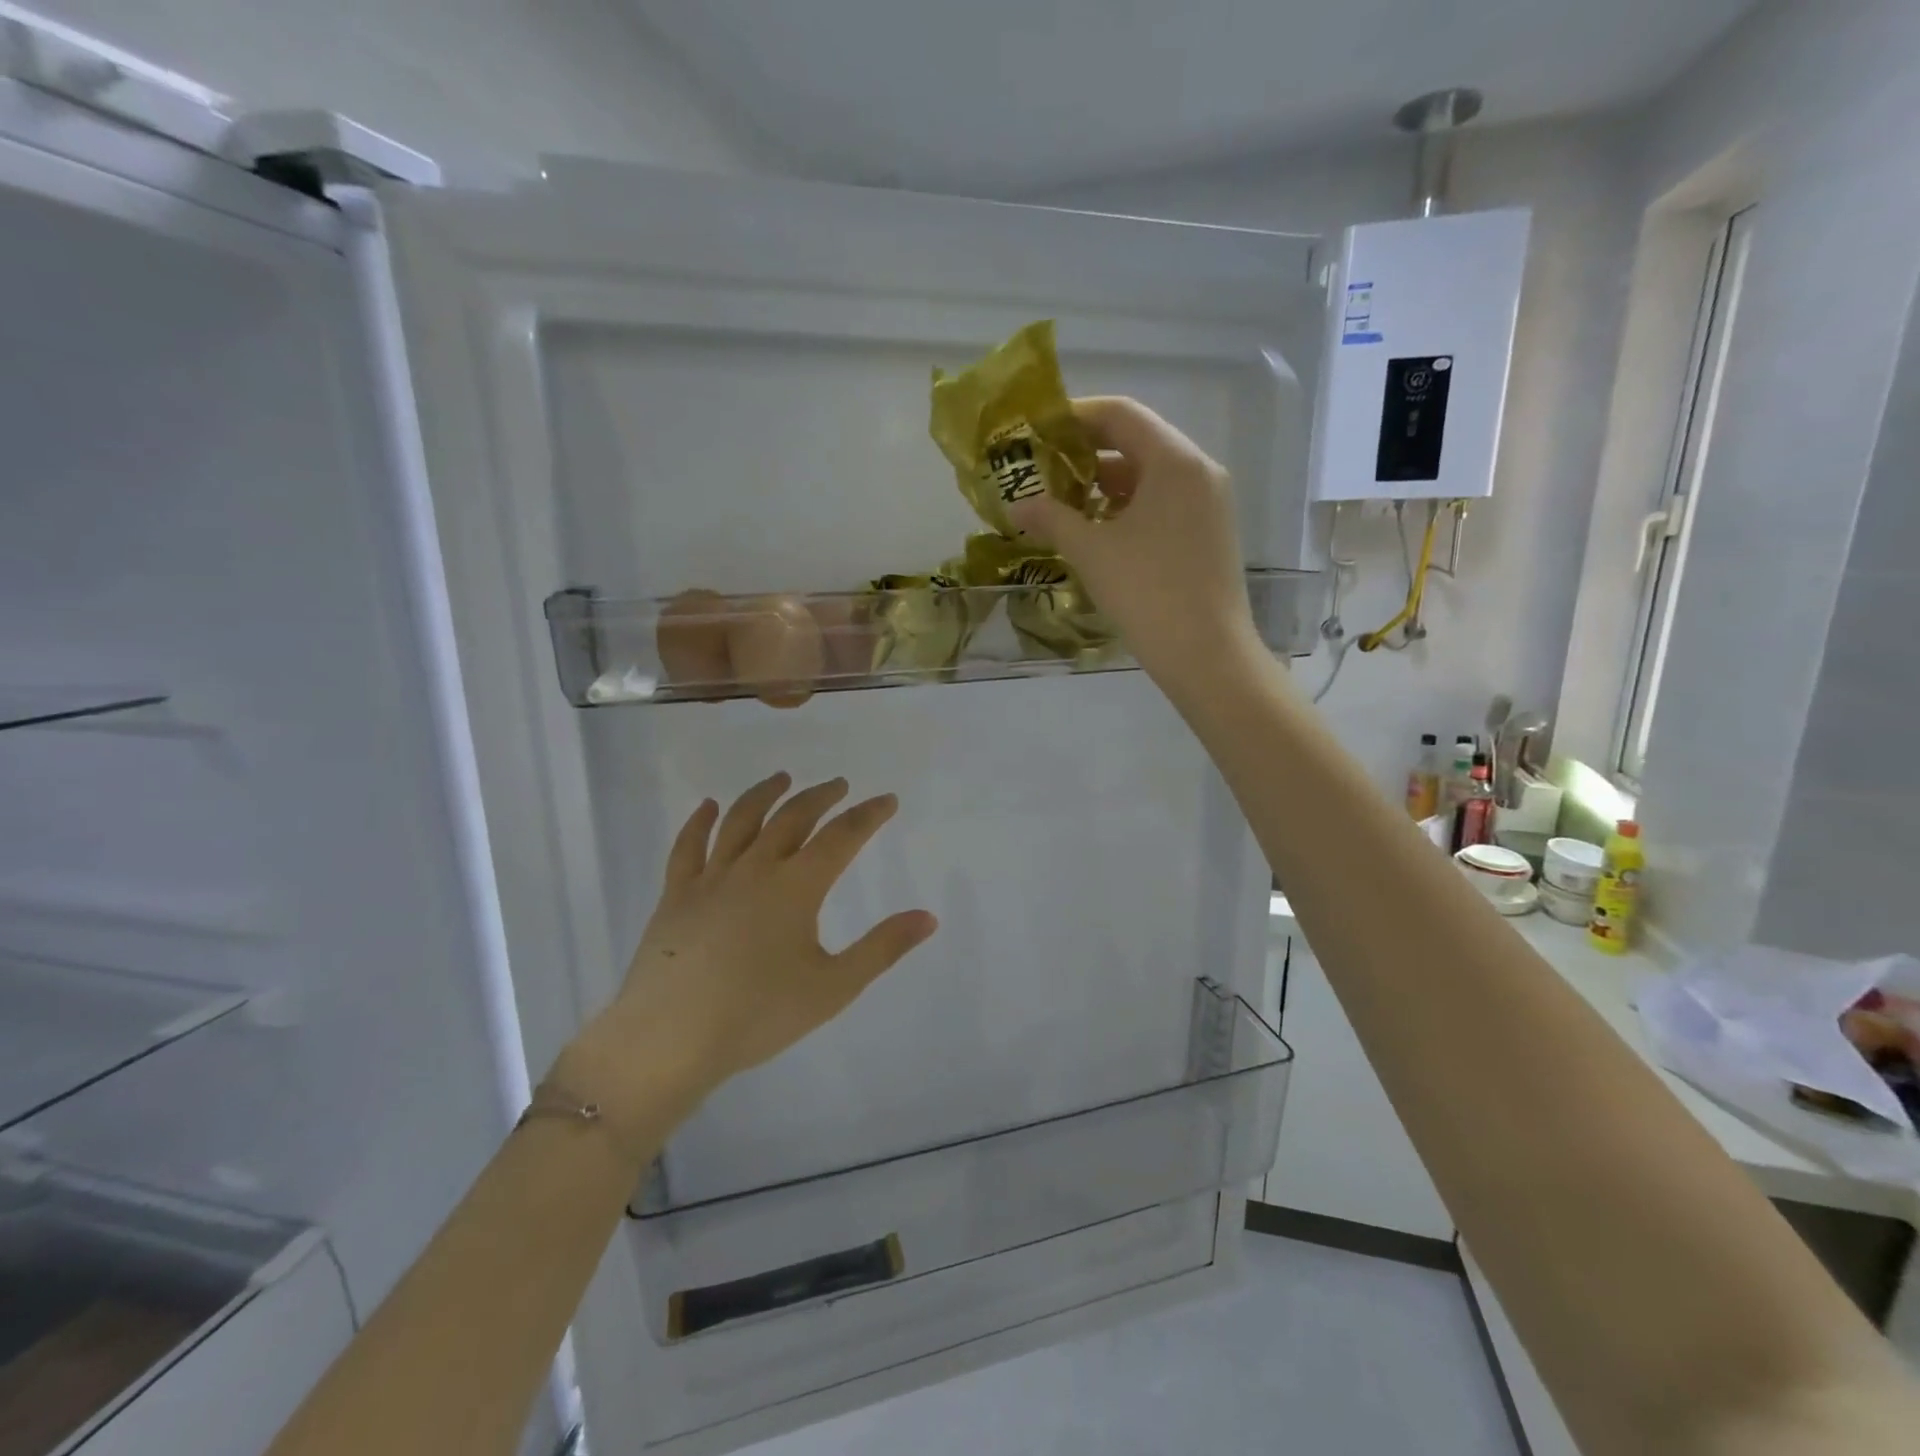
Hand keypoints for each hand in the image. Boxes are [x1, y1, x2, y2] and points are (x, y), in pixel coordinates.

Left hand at [561, 773, 937, 1134]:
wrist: (669, 1039)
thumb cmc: (758, 1015)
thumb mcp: (833, 988)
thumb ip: (883, 948)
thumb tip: (929, 917)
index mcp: (796, 886)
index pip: (842, 837)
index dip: (868, 815)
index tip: (887, 800)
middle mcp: (755, 868)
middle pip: (793, 818)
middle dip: (821, 797)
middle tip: (839, 786)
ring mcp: (711, 878)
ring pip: (741, 820)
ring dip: (765, 794)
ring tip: (783, 779)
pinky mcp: (676, 894)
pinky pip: (688, 846)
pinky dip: (699, 821)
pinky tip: (707, 806)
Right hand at [1007, 396, 1260, 692]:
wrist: (1206, 654)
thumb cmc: (1147, 594)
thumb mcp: (1092, 552)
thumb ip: (1052, 519)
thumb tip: (1017, 505)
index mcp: (1174, 462)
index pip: (1121, 415)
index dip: (1075, 416)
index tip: (1038, 429)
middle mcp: (1199, 471)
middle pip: (1137, 441)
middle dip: (1087, 452)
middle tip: (1044, 467)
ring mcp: (1209, 502)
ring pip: (1150, 475)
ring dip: (1106, 483)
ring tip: (1063, 501)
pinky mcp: (1210, 531)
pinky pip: (1164, 502)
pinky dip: (1129, 506)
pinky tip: (1098, 529)